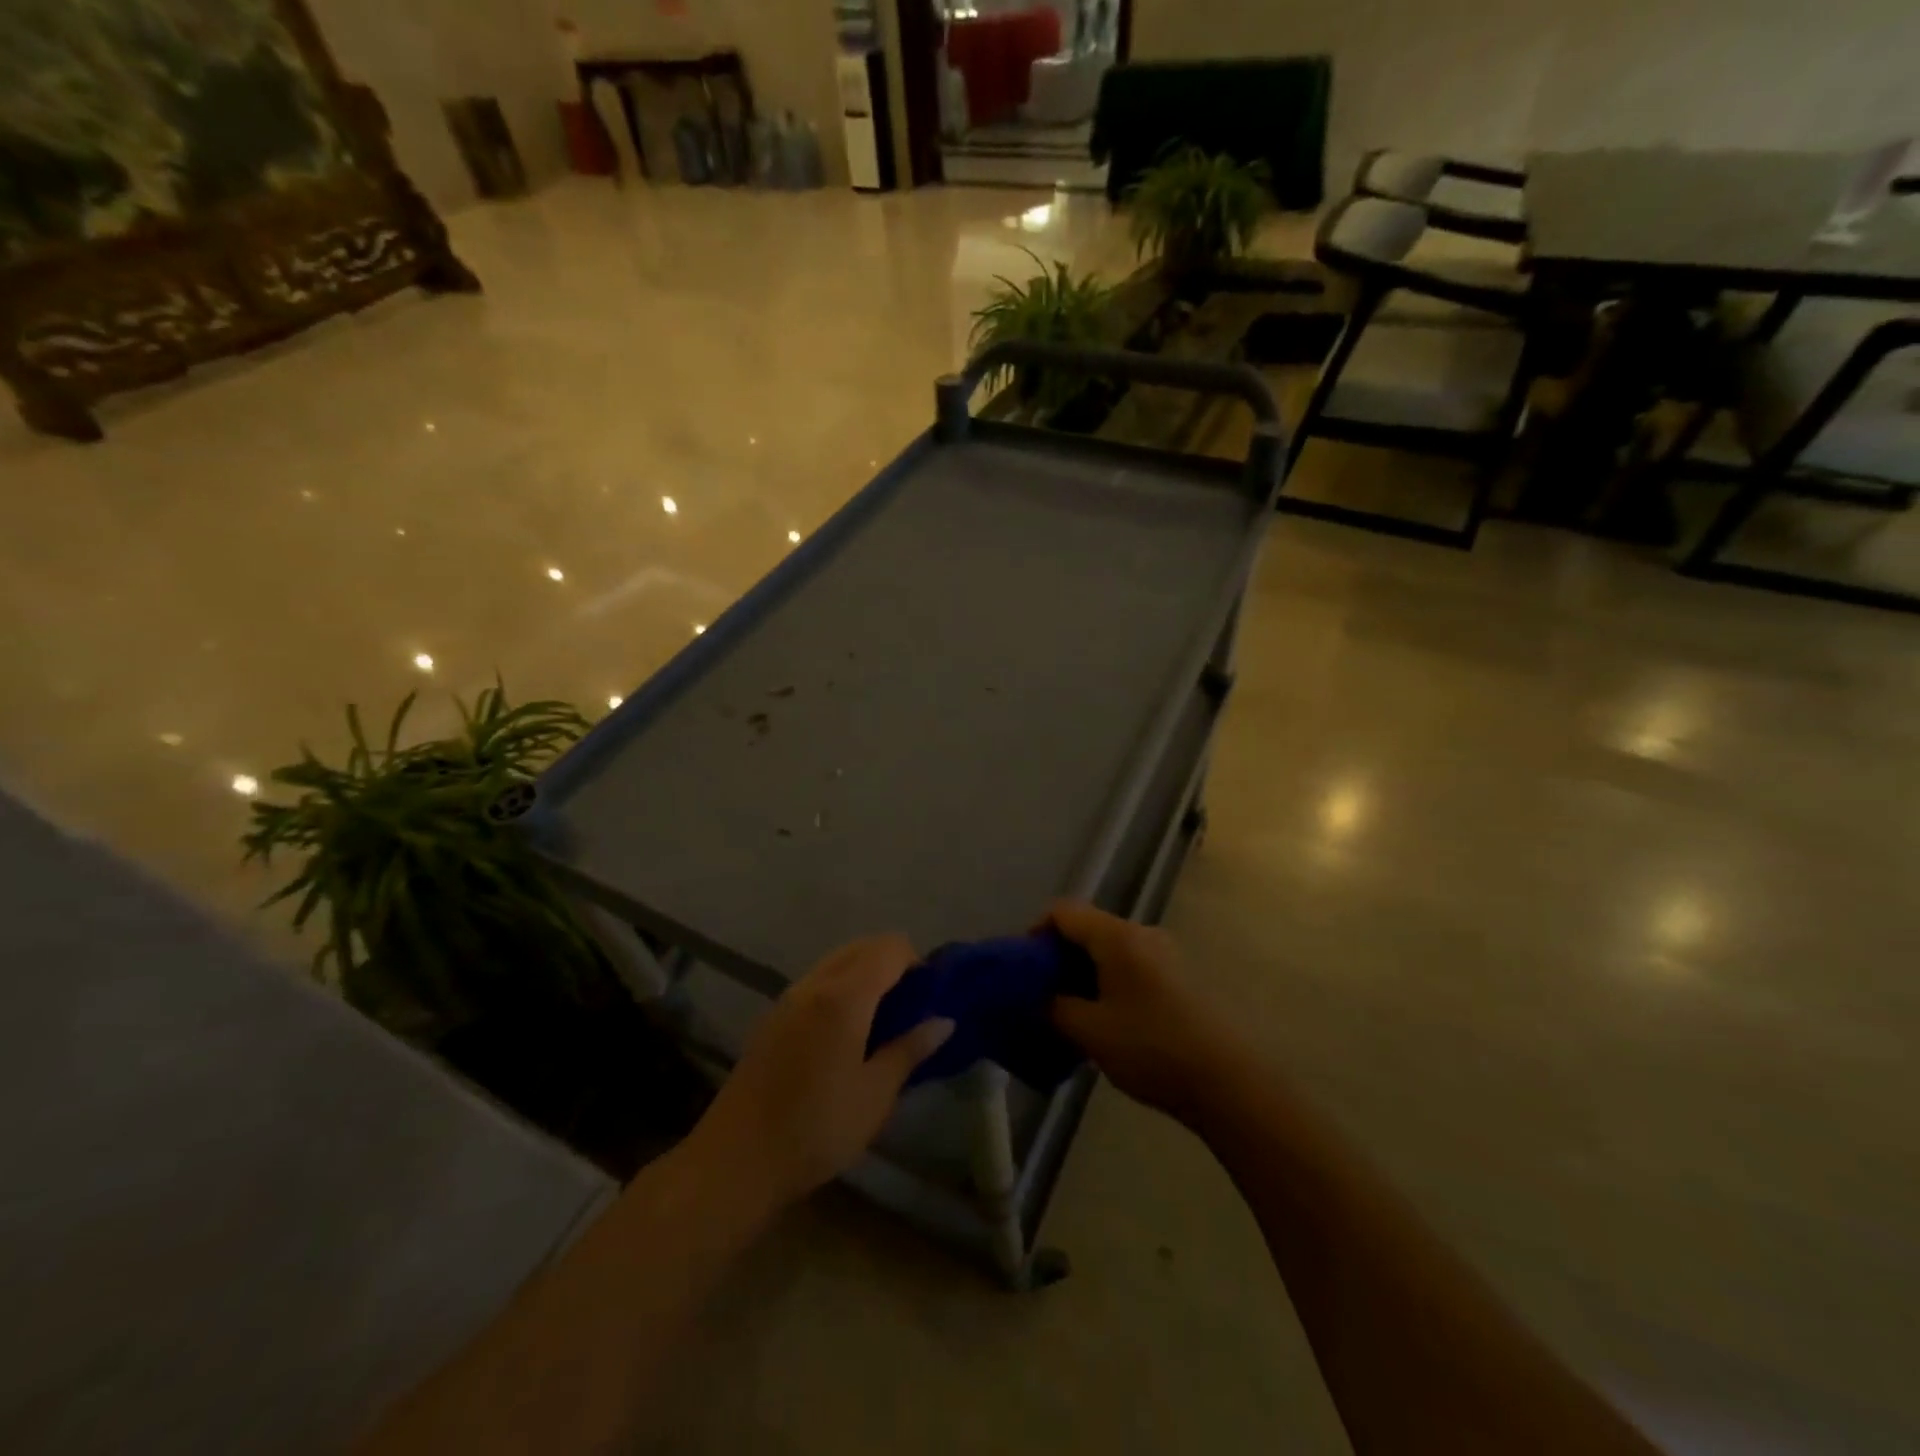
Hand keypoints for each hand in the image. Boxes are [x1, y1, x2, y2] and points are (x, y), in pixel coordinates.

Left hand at [688, 935, 952, 1214]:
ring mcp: (788, 998)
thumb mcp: (875, 1095)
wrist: (735, 1160)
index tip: (929, 997)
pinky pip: (816, 982)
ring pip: (836, 962)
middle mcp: (814, 984)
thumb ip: (910, 1050)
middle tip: (909, 1007)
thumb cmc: (816, 1129)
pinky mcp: (772, 1017)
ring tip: (880, 1021)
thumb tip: (944, 1021)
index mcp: (844, 996)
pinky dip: (840, 988)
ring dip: (864, 974)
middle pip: (862, 947)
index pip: (889, 948)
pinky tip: (845, 1033)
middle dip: (891, 963)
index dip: (916, 962)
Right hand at [1045, 901, 1243, 1124]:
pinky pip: (1132, 966)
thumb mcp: (1091, 1032)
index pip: (1063, 912)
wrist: (1231, 1082)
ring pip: (1110, 949)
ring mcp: (1166, 954)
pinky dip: (1109, 982)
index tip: (1023, 970)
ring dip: (1085, 973)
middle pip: (1088, 928)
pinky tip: (1107, 1021)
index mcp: (1117, 936)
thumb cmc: (1153, 1049)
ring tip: (1071, 1012)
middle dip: (1059, 957)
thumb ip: (1055, 1009)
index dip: (1035, 933)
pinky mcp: (1181, 977)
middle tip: (1042, 995)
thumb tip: (1038, 999)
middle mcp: (1142, 934)